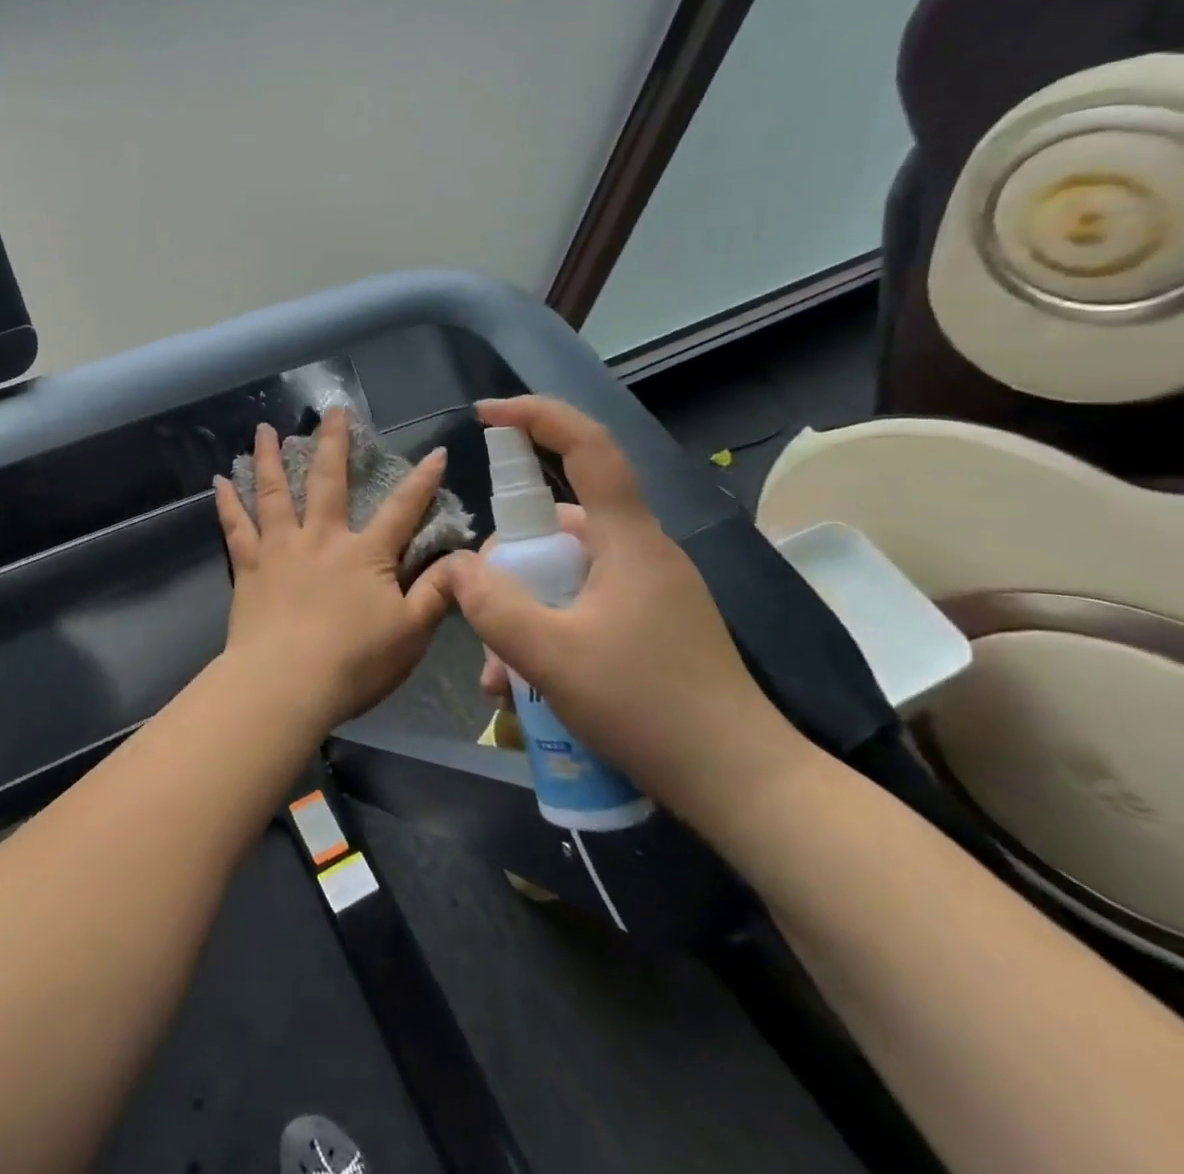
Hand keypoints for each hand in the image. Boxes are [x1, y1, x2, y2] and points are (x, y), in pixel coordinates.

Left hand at [213, 409, 453, 734]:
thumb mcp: (411, 633)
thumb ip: (437, 593)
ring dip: (270, 457)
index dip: (423, 482)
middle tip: (331, 411)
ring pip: (274, 492)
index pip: (402, 510)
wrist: (286, 684)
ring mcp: (280, 548)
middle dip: (333, 443)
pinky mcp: (248, 566)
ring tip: (265, 428)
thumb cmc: (354, 662)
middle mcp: (321, 538)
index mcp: (365, 554)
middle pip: (328, 481)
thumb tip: (464, 559)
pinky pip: (236, 526)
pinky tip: (220, 481)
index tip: (436, 452)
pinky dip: (227, 502)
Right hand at [439, 396, 811, 832]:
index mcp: (629, 540)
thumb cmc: (649, 708)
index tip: (485, 416)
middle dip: (507, 568)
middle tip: (480, 620)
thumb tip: (458, 567)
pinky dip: (546, 631)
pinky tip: (525, 684)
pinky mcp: (648, 623)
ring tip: (502, 677)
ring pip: (562, 575)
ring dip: (521, 613)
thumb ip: (494, 606)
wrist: (743, 785)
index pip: (588, 447)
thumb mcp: (552, 657)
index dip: (538, 417)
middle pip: (556, 527)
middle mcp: (639, 552)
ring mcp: (646, 590)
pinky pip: (579, 606)